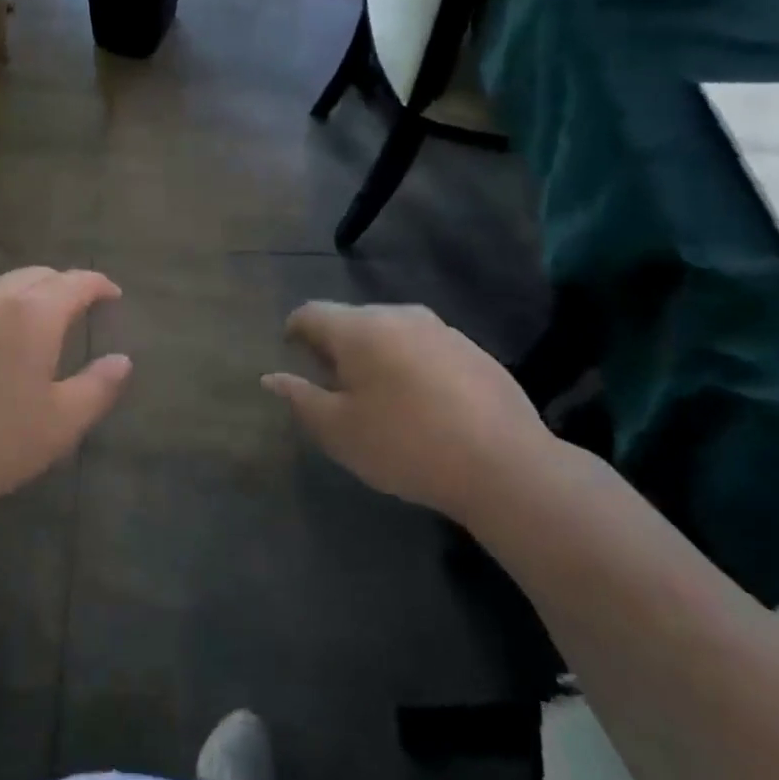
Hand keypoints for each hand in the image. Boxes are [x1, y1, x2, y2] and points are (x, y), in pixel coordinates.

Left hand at [0, 267, 131, 520]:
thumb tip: (122, 360)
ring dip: (29, 294)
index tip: (113, 295)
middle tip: (80, 307)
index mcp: (33, 312)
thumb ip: (97, 386)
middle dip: (64, 285)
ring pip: (3, 286)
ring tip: (41, 322)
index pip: (75, 281)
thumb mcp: (60, 423)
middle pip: (37, 275)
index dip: (98, 284)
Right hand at [261, 303, 553, 523]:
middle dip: (335, 345)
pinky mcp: (474, 350)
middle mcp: (399, 316)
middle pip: (352, 320)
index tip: (292, 355)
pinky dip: (411, 364)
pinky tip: (423, 404)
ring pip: (391, 332)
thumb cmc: (406, 446)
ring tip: (379, 395)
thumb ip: (300, 398)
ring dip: (375, 354)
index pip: (311, 313)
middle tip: (333, 384)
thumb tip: (271, 377)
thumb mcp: (339, 431)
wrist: (507, 466)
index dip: (294, 331)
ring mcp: (442, 330)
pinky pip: (425, 347)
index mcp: (359, 329)